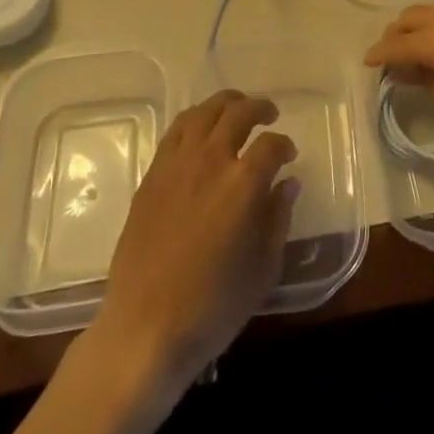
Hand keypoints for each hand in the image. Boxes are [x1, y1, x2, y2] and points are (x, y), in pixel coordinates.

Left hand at [95, 90, 299, 388]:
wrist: (145, 329)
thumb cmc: (213, 307)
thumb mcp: (262, 269)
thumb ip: (278, 218)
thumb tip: (288, 183)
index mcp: (243, 183)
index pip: (271, 144)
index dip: (284, 144)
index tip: (289, 154)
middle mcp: (210, 161)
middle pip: (237, 113)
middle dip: (258, 108)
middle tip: (269, 114)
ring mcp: (177, 165)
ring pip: (203, 112)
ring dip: (225, 104)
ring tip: (236, 110)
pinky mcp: (152, 176)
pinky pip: (175, 131)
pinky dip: (195, 120)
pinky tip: (201, 131)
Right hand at [364, 0, 433, 169]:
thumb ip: (426, 81)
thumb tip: (405, 71)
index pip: (398, 44)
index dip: (379, 53)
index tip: (368, 62)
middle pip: (412, 17)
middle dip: (396, 33)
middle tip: (389, 54)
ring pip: (433, 9)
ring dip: (418, 24)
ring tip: (412, 47)